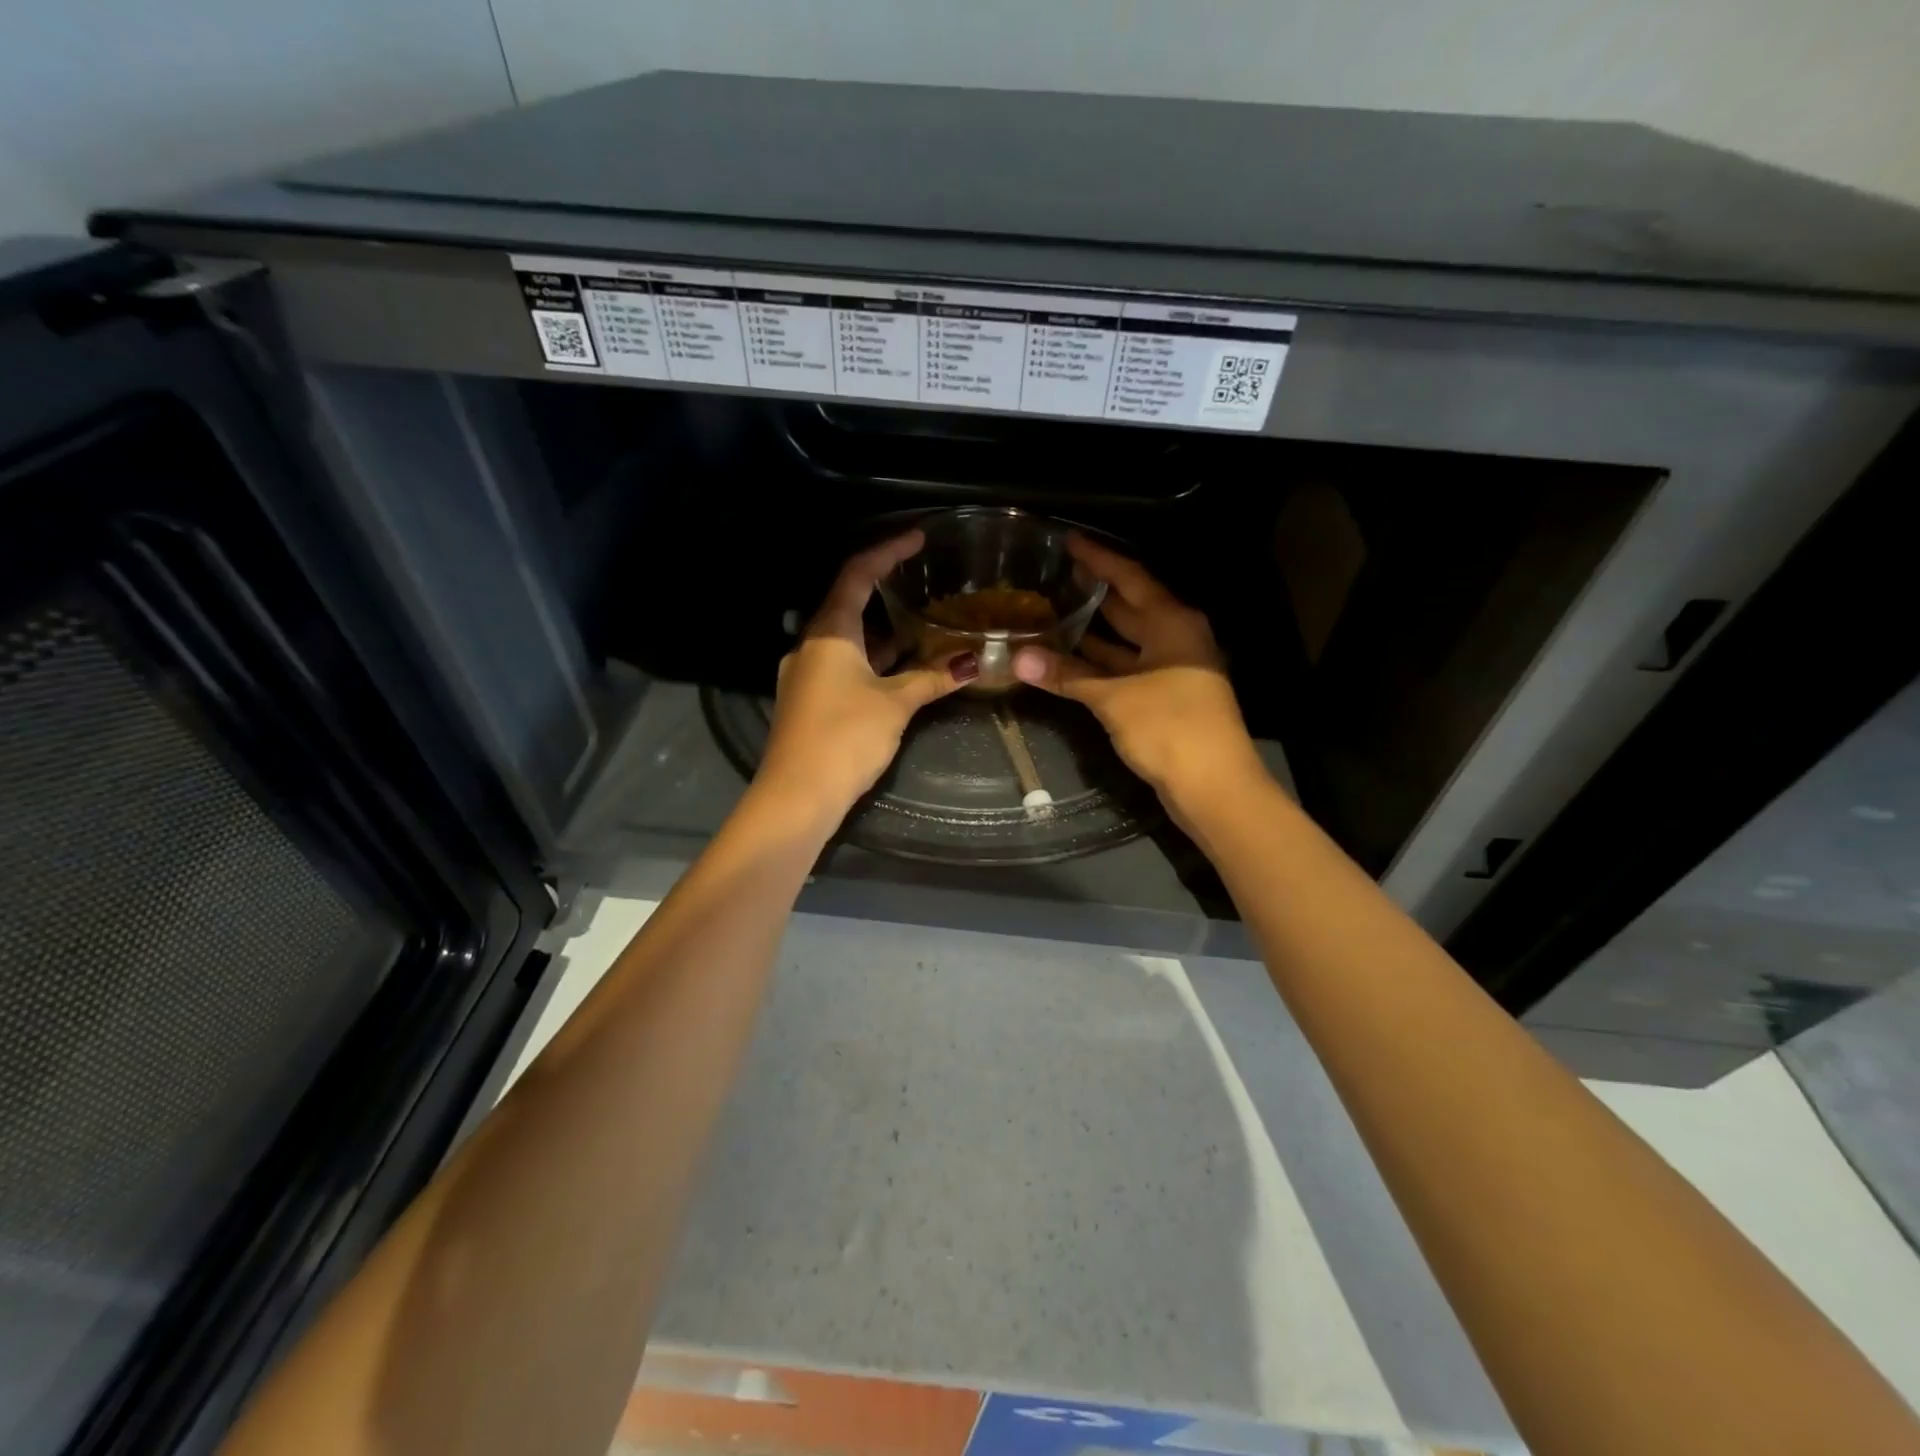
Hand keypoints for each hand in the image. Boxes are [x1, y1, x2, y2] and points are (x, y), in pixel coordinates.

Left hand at [759, 531, 976, 813]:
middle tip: (922, 578)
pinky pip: (843, 664)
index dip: (887, 551)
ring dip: (882, 630)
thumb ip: (931, 678)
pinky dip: (871, 658)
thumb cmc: (844, 736)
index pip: (857, 575)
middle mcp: (811, 645)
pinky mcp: (810, 699)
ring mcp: (807, 673)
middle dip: (885, 589)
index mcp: (828, 632)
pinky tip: (899, 666)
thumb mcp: (894, 703)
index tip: (917, 538)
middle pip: (848, 603)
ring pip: (847, 638)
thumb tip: (972, 662)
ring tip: (920, 621)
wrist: (797, 795)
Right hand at [1012, 534, 1263, 814]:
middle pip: (1130, 606)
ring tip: (1052, 613)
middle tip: (1054, 575)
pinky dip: (1099, 664)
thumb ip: (1067, 674)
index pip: (1130, 577)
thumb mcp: (1114, 697)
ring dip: (1093, 632)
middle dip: (1094, 592)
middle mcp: (1175, 638)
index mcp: (1172, 622)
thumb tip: (1018, 658)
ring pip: (1125, 641)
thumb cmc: (1170, 727)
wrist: (1213, 786)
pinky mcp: (1164, 699)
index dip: (1098, 559)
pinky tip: (1069, 661)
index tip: (1069, 541)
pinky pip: (1125, 669)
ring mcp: (1172, 670)